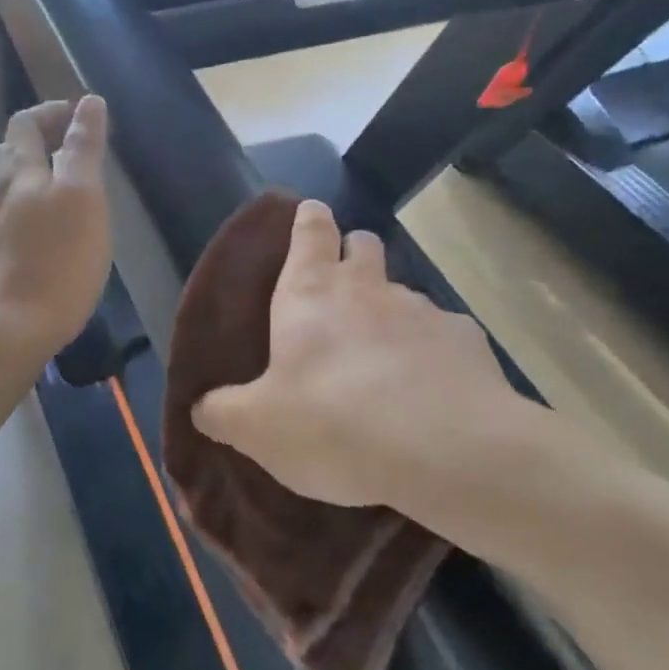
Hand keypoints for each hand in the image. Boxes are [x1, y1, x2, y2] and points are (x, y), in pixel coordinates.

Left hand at [0, 96, 111, 361]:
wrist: (12, 326)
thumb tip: (88, 103)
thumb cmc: (57, 260)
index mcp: (20, 171)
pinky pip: (8, 214)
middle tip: (75, 146)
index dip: (52, 112)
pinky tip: (47, 224)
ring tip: (64, 182)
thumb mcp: (82, 196)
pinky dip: (29, 202)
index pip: (27, 123)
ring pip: (8, 183)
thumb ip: (84, 147)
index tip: (81, 116)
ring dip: (34, 171)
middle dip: (41, 138)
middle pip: (12, 151)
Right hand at [191, 200, 565, 545]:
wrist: (444, 452)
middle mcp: (368, 288)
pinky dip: (429, 354)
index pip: (310, 229)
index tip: (308, 217)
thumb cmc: (333, 424)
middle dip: (351, 256)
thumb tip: (201, 406)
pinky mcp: (467, 340)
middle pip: (362, 245)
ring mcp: (422, 310)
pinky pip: (442, 336)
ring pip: (402, 293)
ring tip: (381, 365)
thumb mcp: (256, 428)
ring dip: (388, 314)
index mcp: (310, 293)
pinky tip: (426, 394)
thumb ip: (222, 411)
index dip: (308, 220)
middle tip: (339, 298)